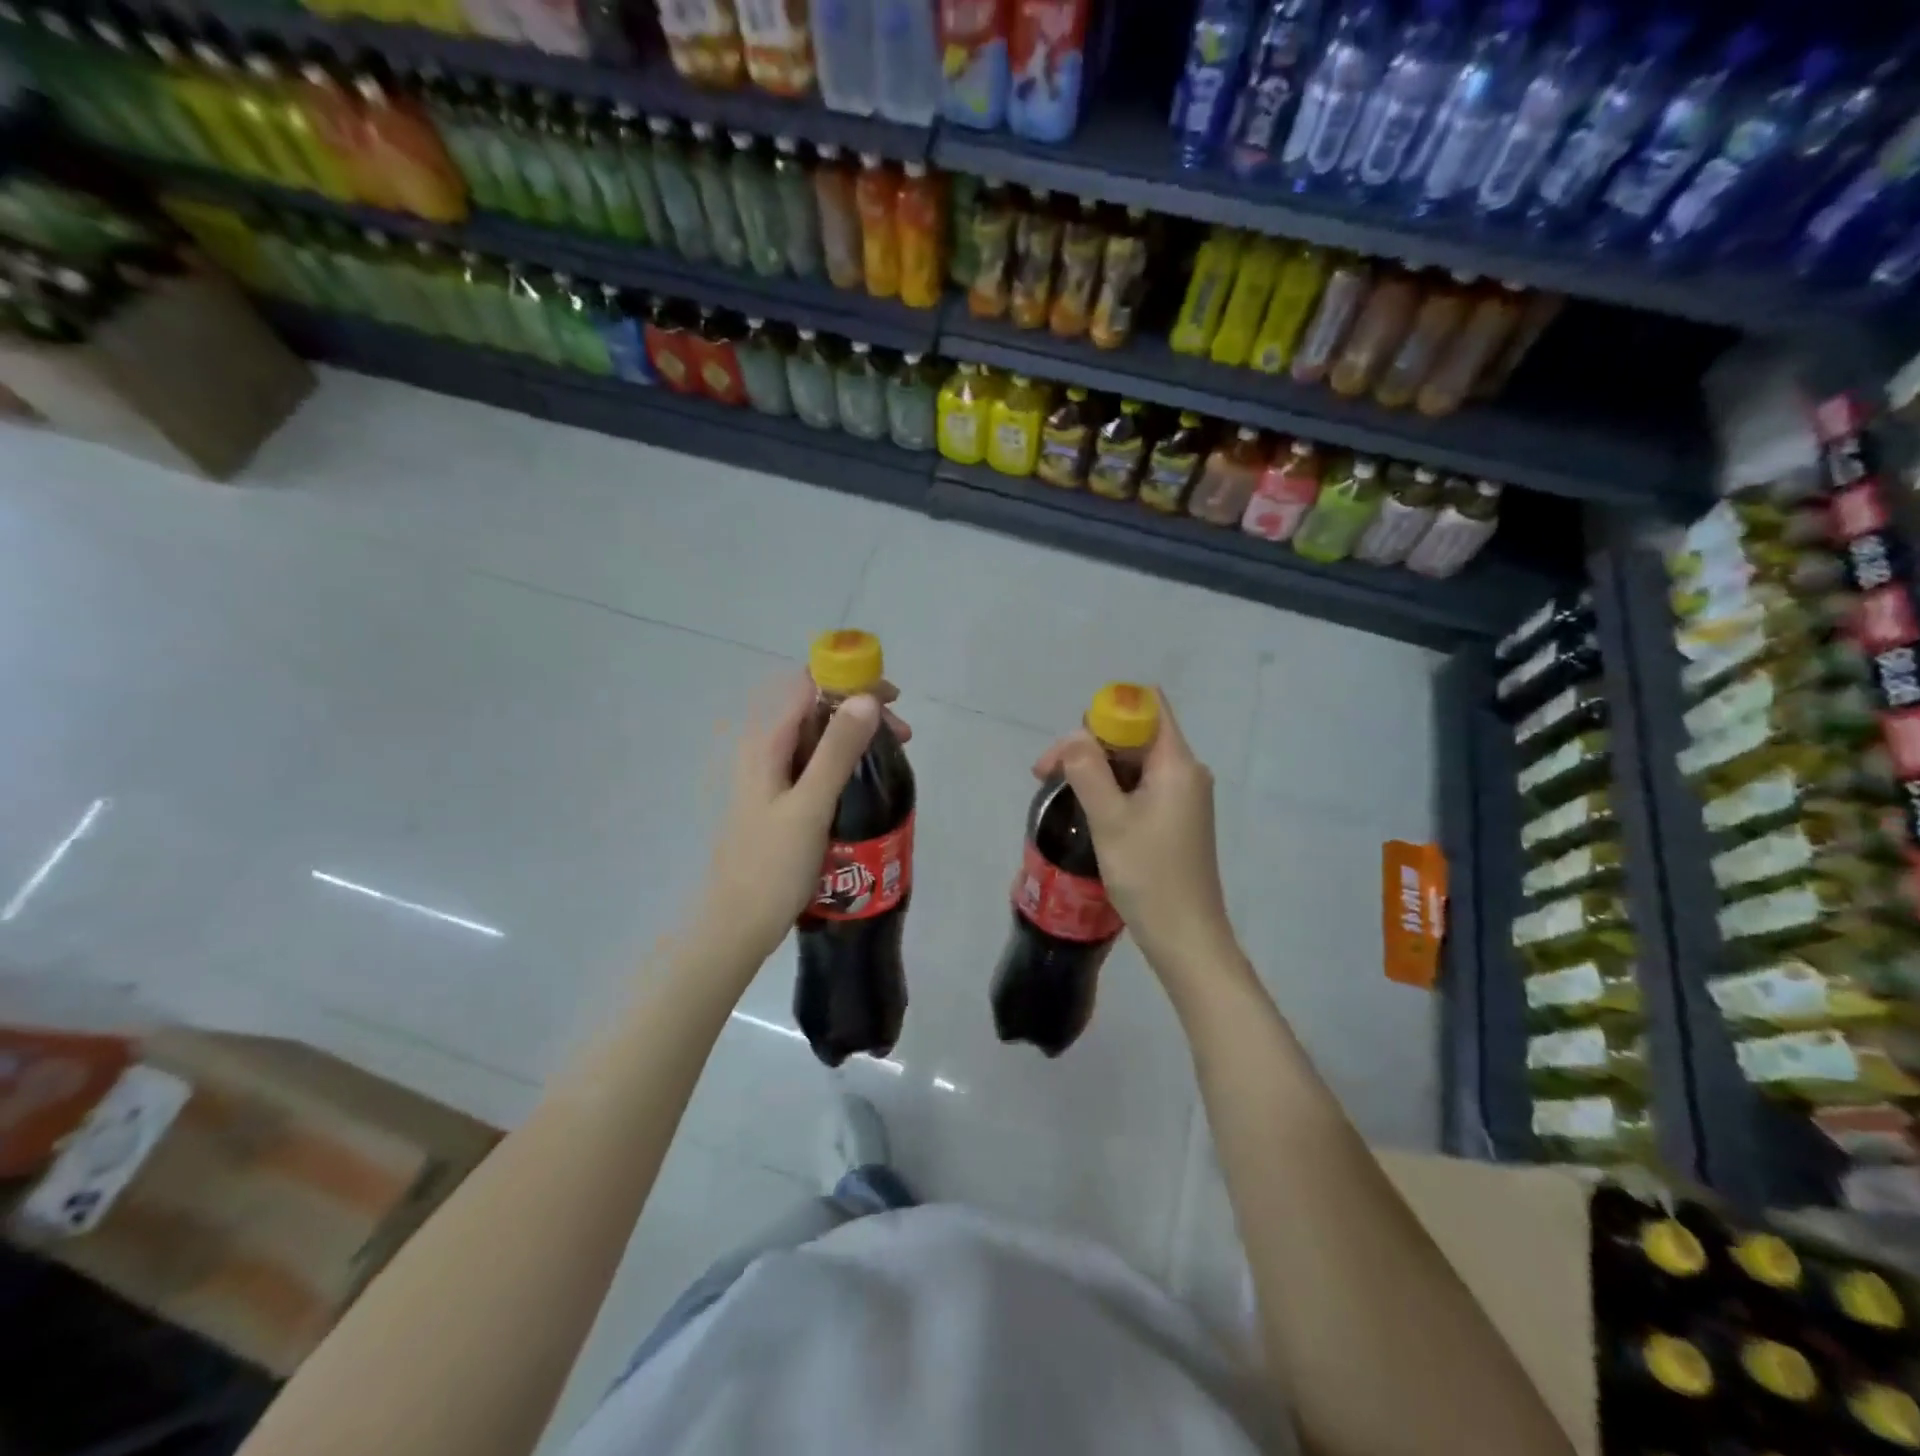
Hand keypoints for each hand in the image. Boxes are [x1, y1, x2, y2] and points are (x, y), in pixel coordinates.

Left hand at [694, 672, 911, 968]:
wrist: (739, 924)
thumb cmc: (772, 866)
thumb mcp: (810, 807)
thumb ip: (836, 752)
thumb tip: (867, 698)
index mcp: (767, 744)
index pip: (808, 686)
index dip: (850, 681)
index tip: (891, 699)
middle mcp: (767, 751)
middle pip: (817, 709)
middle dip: (861, 711)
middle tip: (902, 736)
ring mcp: (773, 777)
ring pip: (820, 738)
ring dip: (857, 737)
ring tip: (892, 757)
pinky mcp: (783, 800)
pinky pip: (818, 765)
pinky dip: (846, 761)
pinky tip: (867, 780)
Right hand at [1032, 691, 1237, 979]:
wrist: (1186, 938)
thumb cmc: (1149, 876)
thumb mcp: (1110, 820)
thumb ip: (1088, 770)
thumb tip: (1072, 737)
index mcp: (1178, 763)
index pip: (1148, 707)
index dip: (1106, 712)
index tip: (1072, 744)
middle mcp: (1186, 771)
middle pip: (1135, 733)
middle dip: (1090, 743)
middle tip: (1047, 774)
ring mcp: (1183, 796)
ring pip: (1134, 762)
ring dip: (1096, 768)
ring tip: (1059, 792)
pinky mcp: (1176, 818)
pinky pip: (1141, 786)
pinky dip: (1111, 788)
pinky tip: (1087, 809)